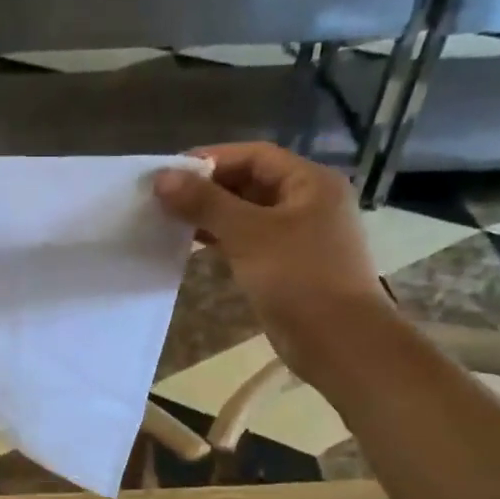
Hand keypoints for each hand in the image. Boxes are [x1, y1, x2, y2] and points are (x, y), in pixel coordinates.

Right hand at [154, 143, 388, 371]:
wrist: (338, 342)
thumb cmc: (298, 278)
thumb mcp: (248, 234)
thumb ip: (204, 202)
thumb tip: (161, 178)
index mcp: (310, 182)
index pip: (254, 155)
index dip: (210, 159)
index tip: (169, 173)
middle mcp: (308, 202)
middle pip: (250, 182)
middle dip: (207, 188)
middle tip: (164, 199)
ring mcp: (300, 236)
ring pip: (247, 214)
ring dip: (211, 215)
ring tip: (170, 221)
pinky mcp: (288, 266)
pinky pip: (250, 241)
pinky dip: (223, 239)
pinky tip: (193, 246)